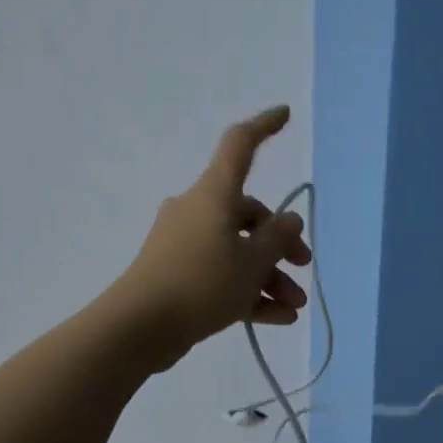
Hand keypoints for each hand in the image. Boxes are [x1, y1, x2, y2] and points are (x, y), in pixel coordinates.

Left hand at [111, 107, 311, 370]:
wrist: (139, 327)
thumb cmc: (202, 283)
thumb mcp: (253, 261)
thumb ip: (279, 238)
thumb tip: (289, 220)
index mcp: (214, 194)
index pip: (240, 146)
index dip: (264, 127)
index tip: (285, 115)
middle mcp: (197, 211)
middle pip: (248, 215)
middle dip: (280, 244)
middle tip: (303, 268)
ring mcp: (185, 244)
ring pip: (238, 251)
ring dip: (269, 276)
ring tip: (294, 306)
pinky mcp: (178, 275)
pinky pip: (222, 275)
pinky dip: (249, 292)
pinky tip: (277, 318)